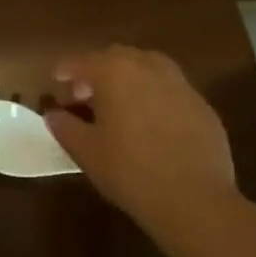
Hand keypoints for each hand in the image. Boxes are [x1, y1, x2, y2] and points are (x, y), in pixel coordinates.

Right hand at [44, 46, 241, 239]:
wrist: (195, 199)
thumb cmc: (130, 171)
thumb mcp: (86, 152)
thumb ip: (65, 127)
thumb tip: (53, 115)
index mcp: (115, 72)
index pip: (83, 62)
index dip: (66, 70)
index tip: (56, 80)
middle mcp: (148, 68)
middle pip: (117, 57)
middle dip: (99, 70)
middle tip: (87, 95)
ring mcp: (180, 84)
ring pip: (149, 67)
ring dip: (130, 78)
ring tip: (121, 104)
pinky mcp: (202, 106)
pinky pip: (171, 90)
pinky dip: (155, 96)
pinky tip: (152, 123)